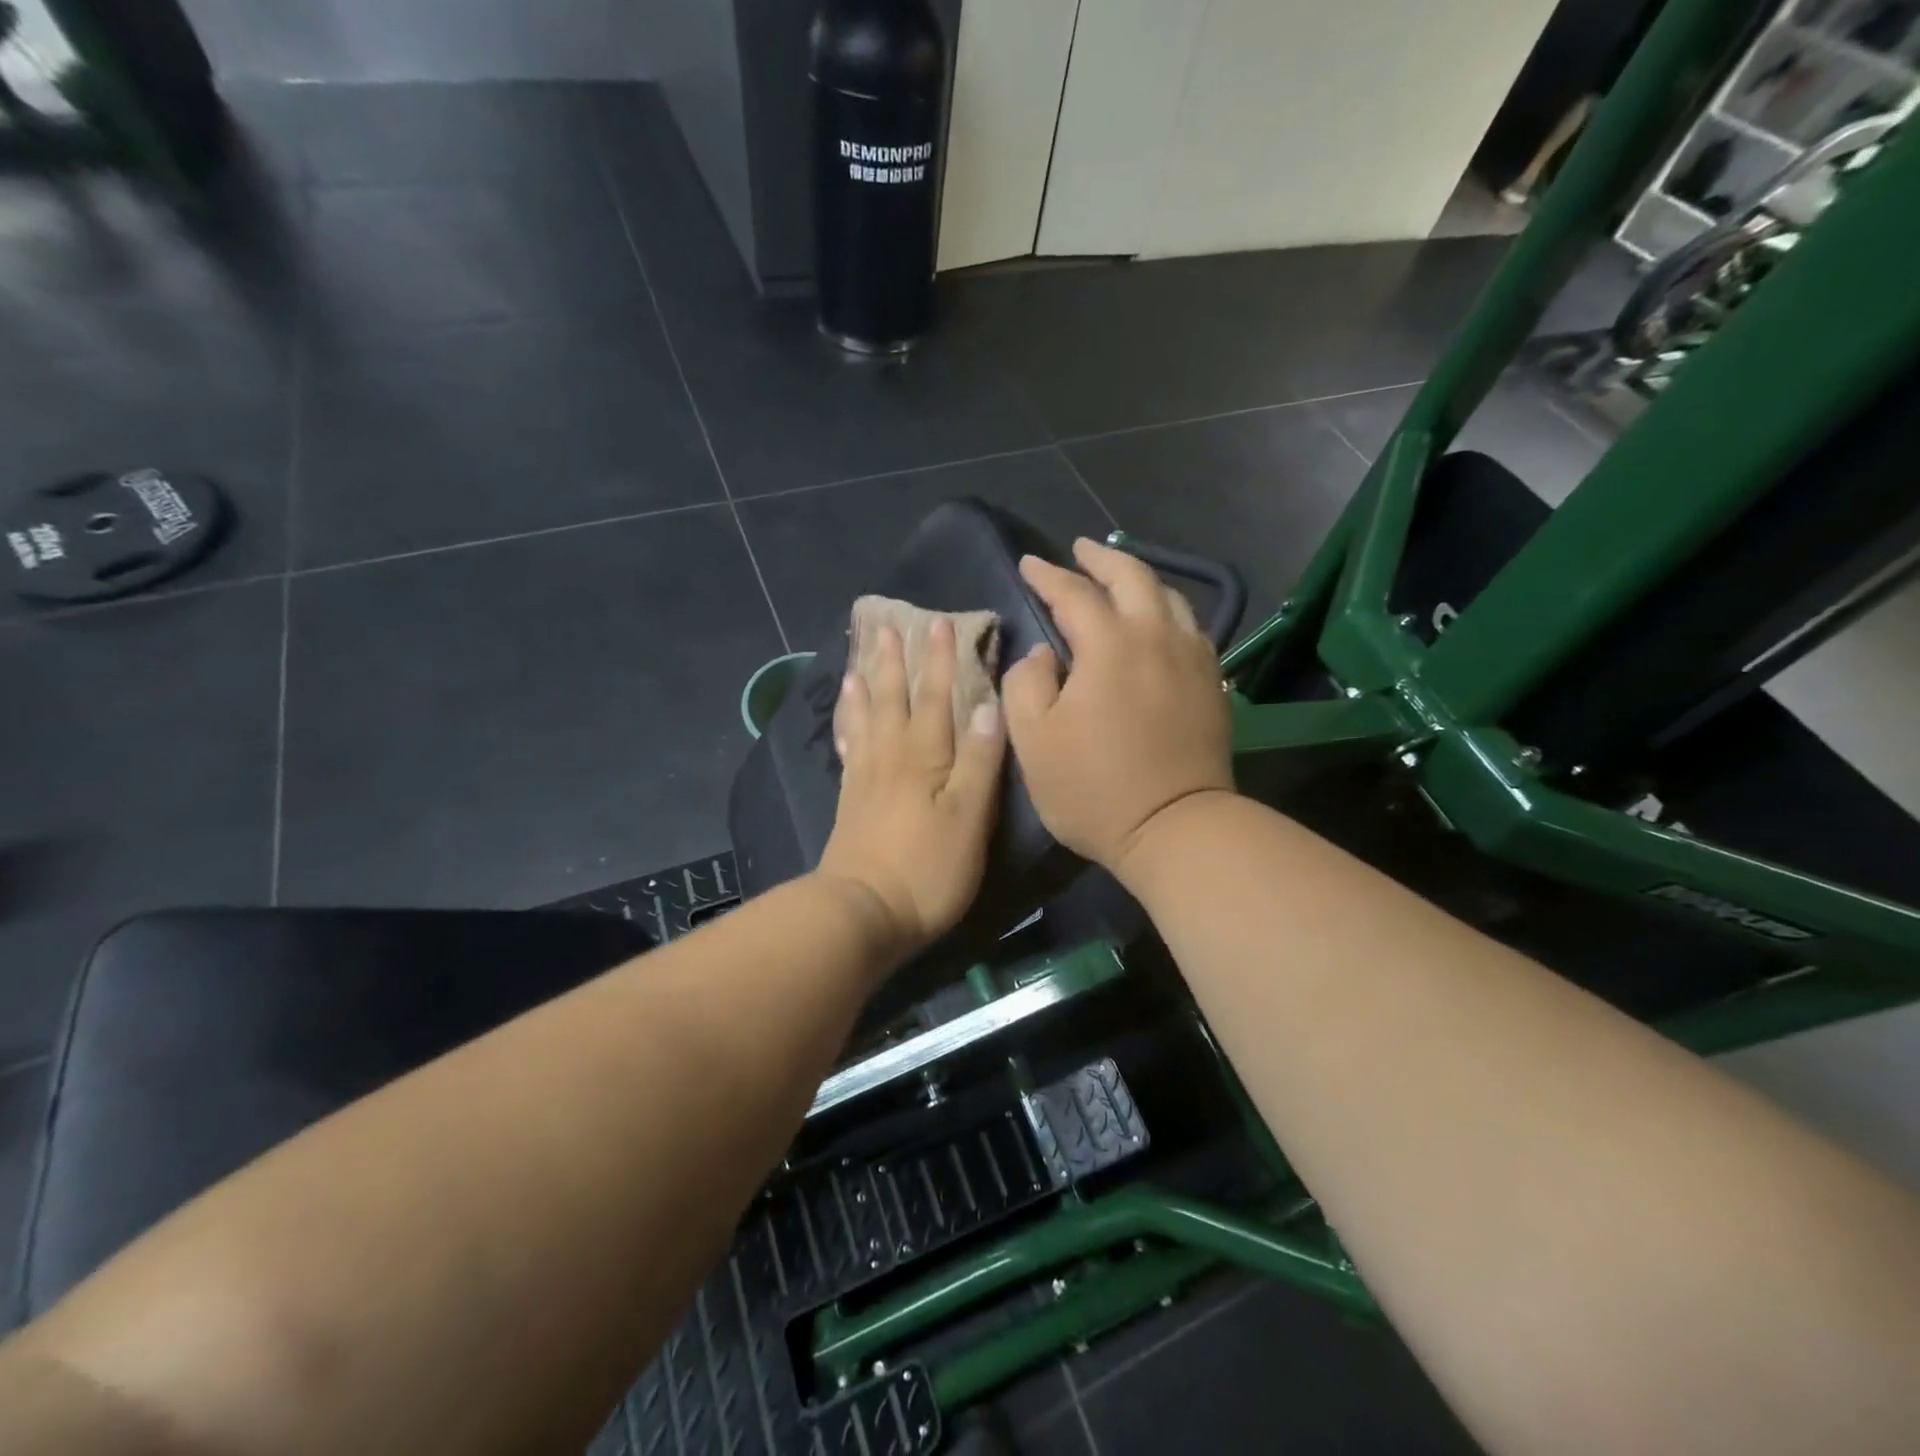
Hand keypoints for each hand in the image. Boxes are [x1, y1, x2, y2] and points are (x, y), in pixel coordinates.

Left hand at [817, 619, 1007, 957]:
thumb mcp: (969, 817)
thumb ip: (980, 762)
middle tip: (887, 627)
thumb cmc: (927, 868)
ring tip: (858, 662)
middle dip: (894, 663)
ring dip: (865, 687)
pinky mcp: (850, 802)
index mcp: (924, 757)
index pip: (936, 697)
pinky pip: (848, 750)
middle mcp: (891, 757)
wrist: (863, 912)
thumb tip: (989, 707)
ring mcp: (865, 779)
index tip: (941, 624)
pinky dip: (847, 727)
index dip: (941, 661)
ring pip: (865, 719)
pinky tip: (845, 721)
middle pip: (892, 700)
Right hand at [1003, 538, 1232, 882]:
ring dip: (1141, 580)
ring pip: (1170, 598)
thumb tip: (1043, 653)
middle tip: (1080, 550)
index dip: (1047, 575)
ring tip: (1121, 579)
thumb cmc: (1093, 788)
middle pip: (1133, 577)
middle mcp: (1156, 637)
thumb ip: (1026, 683)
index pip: (1073, 593)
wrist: (1175, 828)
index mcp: (1109, 645)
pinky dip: (1168, 613)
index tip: (1028, 563)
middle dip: (1102, 558)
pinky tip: (1159, 624)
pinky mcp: (1212, 684)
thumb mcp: (1033, 740)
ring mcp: (1192, 659)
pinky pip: (1191, 629)